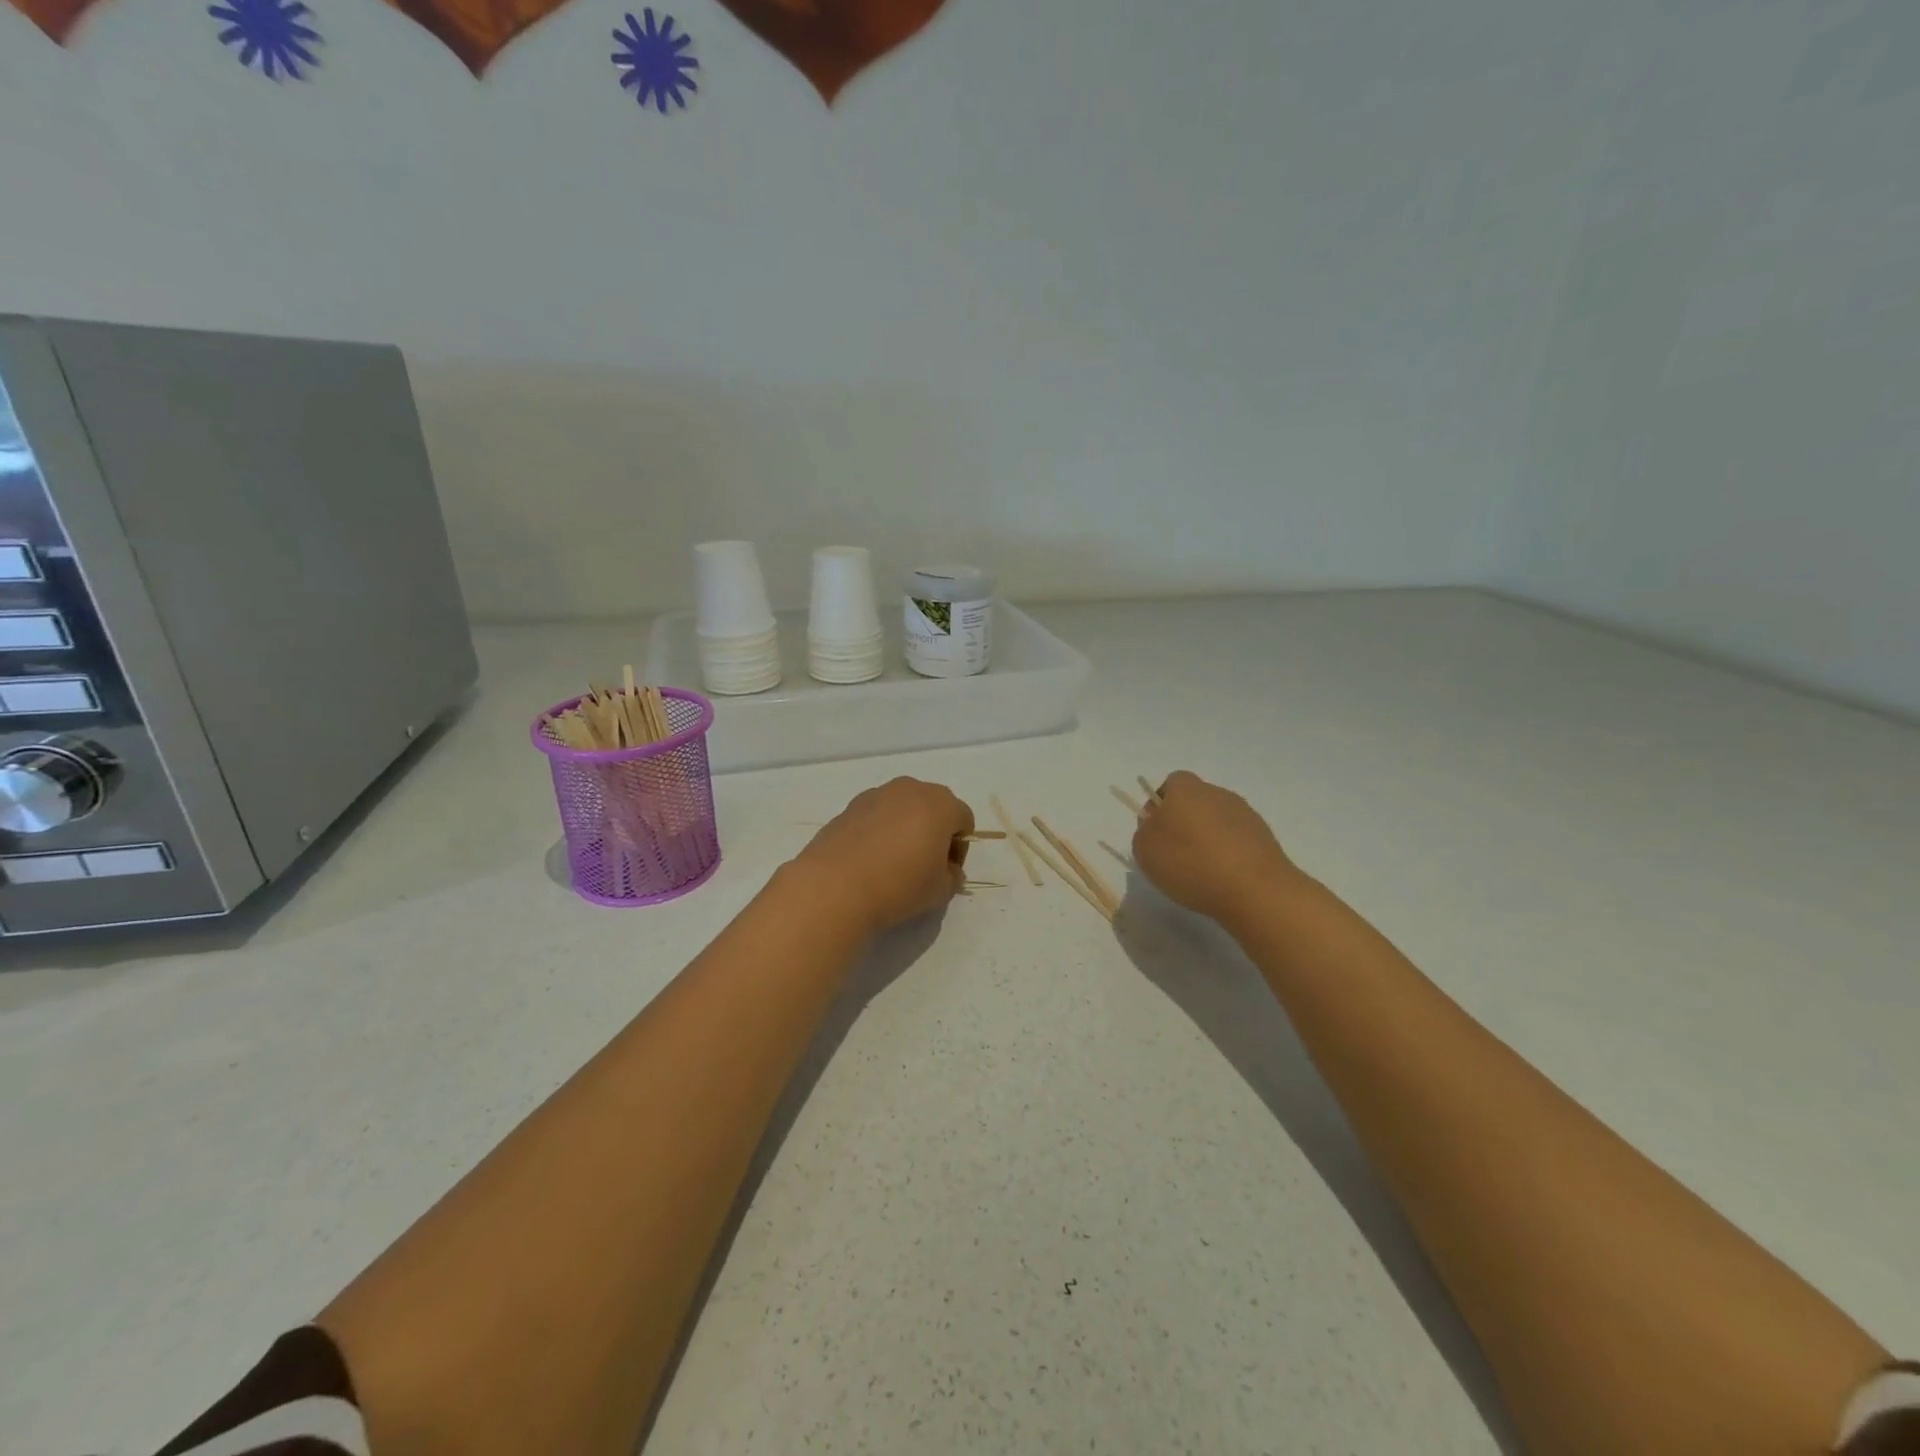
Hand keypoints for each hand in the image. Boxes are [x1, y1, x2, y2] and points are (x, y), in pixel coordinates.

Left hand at [791, 777, 973, 934]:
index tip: (946, 873)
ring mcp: (876, 794)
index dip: (960, 848)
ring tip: (893, 862)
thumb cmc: (899, 885)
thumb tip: (947, 869)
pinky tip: (869, 860)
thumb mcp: (940, 890)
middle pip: (933, 806)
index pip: (964, 820)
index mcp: (940, 804)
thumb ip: (952, 876)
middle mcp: (910, 789)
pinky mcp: (849, 806)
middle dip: (934, 832)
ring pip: (903, 808)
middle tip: (924, 865)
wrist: (835, 886)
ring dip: (906, 828)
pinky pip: (876, 815)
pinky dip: (879, 831)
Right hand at [1131, 771, 1302, 924]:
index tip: (1156, 833)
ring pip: (1217, 821)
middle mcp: (1217, 793)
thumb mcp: (1145, 850)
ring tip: (1202, 871)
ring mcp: (1245, 814)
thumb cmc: (1191, 863)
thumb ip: (1145, 831)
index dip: (1160, 805)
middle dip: (1184, 823)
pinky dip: (1229, 854)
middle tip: (1175, 855)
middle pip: (1195, 802)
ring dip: (1208, 839)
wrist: (1254, 890)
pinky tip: (1225, 878)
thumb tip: (1156, 825)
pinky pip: (1238, 840)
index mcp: (1186, 789)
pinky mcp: (1266, 837)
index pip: (1171, 784)